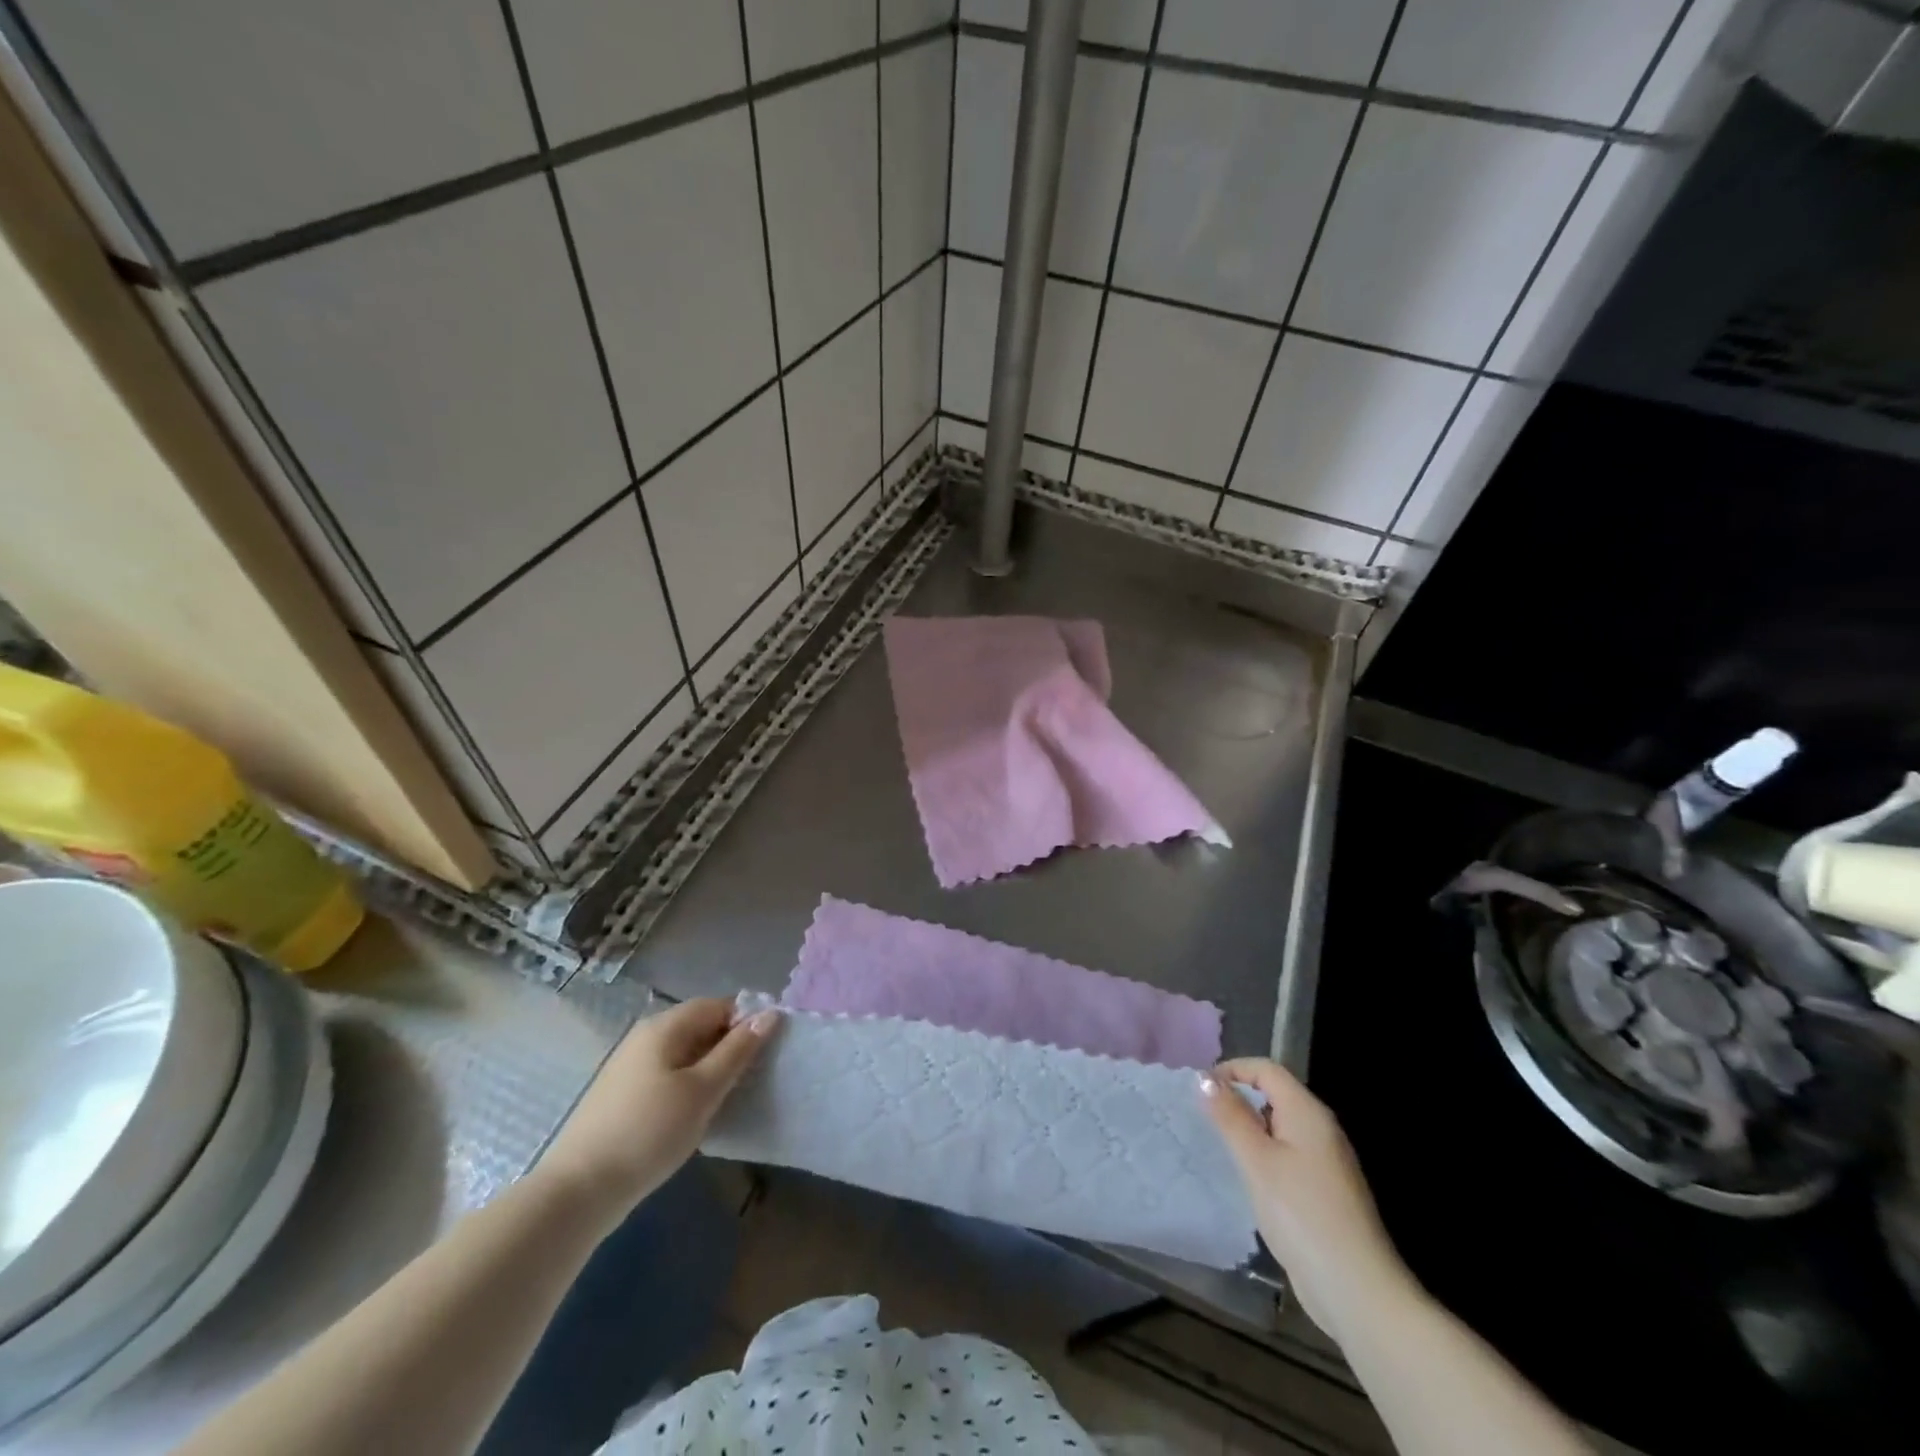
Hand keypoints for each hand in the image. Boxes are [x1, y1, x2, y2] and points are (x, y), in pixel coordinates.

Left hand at [539, 998, 778, 1223]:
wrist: (579, 1190)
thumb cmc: (649, 1132)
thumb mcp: (703, 1090)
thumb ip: (737, 1051)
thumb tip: (768, 1015)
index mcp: (665, 1027)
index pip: (717, 1005)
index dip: (744, 1021)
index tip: (765, 1052)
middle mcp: (645, 1036)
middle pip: (699, 1026)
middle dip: (727, 1046)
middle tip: (749, 1078)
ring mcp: (629, 1065)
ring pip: (683, 1053)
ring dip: (708, 1068)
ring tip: (726, 1098)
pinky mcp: (621, 1094)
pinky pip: (667, 1074)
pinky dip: (687, 1085)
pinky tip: (692, 1114)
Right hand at [1202, 1058, 1411, 1337]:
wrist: (1358, 1292)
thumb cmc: (1303, 1215)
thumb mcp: (1257, 1161)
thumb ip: (1230, 1116)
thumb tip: (1205, 1078)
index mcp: (1308, 1113)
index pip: (1267, 1069)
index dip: (1232, 1070)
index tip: (1200, 1090)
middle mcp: (1321, 1129)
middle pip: (1275, 1095)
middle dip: (1238, 1099)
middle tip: (1204, 1118)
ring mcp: (1326, 1162)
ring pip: (1279, 1127)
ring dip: (1249, 1129)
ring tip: (1219, 1147)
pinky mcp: (1324, 1191)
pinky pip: (1287, 1155)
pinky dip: (1263, 1155)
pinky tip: (1247, 1179)